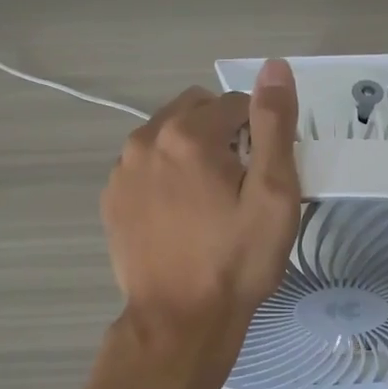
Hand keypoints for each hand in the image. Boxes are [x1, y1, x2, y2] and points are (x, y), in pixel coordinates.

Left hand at [101, 60, 301, 342]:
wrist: (180, 322)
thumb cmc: (236, 260)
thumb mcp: (274, 193)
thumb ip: (274, 124)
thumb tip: (274, 66)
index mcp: (188, 134)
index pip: (236, 104)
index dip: (259, 133)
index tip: (264, 174)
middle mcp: (146, 139)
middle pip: (197, 111)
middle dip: (223, 132)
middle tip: (240, 183)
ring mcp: (122, 169)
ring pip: (168, 135)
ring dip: (192, 150)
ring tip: (210, 200)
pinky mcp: (112, 197)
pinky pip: (146, 164)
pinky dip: (167, 173)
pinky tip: (181, 213)